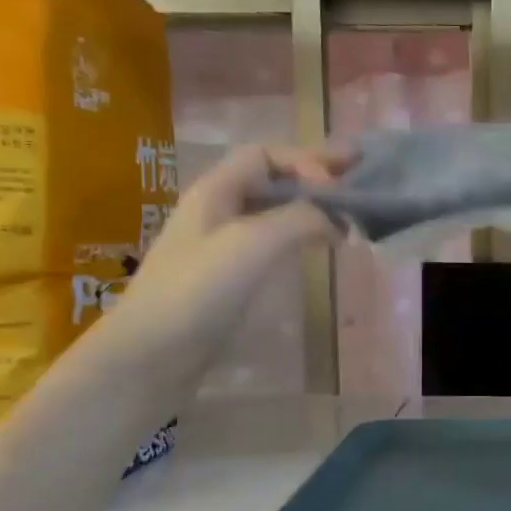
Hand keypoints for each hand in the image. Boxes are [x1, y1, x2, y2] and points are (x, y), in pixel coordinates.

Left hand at [108, 142, 348, 375]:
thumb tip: (337, 220)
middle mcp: (219, 210)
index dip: (305, 160)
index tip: (338, 185)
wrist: (152, 354)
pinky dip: (301, 236)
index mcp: (216, 190)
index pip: (265, 155)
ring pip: (275, 211)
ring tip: (348, 215)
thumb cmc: (199, 290)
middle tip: (359, 177)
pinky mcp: (230, 277)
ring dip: (312, 207)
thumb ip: (300, 219)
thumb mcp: (253, 243)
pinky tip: (319, 248)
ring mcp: (223, 245)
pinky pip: (273, 241)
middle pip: (272, 179)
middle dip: (315, 176)